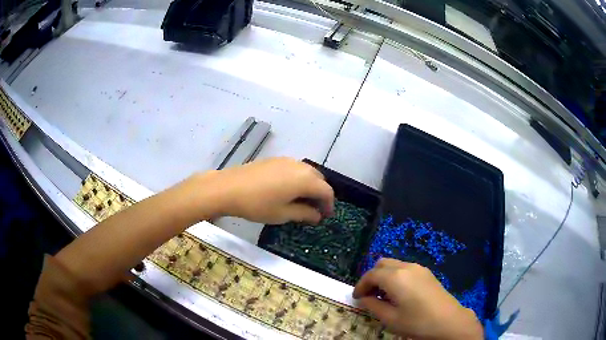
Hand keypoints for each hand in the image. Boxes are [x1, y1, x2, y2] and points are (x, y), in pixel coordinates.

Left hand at [209, 157, 334, 224]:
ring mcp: (286, 160)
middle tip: (315, 210)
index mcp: (305, 179)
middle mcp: (300, 166)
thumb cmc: (258, 204)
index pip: (326, 191)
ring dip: (310, 186)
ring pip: (307, 172)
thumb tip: (317, 216)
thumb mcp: (283, 214)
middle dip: (320, 194)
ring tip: (302, 201)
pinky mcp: (275, 159)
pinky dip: (298, 179)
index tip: (325, 216)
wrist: (228, 188)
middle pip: (319, 179)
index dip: (329, 205)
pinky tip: (287, 190)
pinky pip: (294, 169)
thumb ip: (304, 213)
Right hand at [353, 259, 482, 339]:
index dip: (360, 285)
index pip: (371, 275)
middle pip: (381, 264)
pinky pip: (404, 268)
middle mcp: (406, 267)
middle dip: (371, 278)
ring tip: (382, 295)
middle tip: (368, 295)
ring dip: (383, 276)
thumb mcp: (390, 318)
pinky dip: (395, 276)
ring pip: (394, 264)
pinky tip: (398, 292)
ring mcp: (418, 268)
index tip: (356, 298)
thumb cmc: (417, 322)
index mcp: (395, 277)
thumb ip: (373, 306)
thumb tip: (364, 299)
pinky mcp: (426, 272)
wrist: (448, 320)